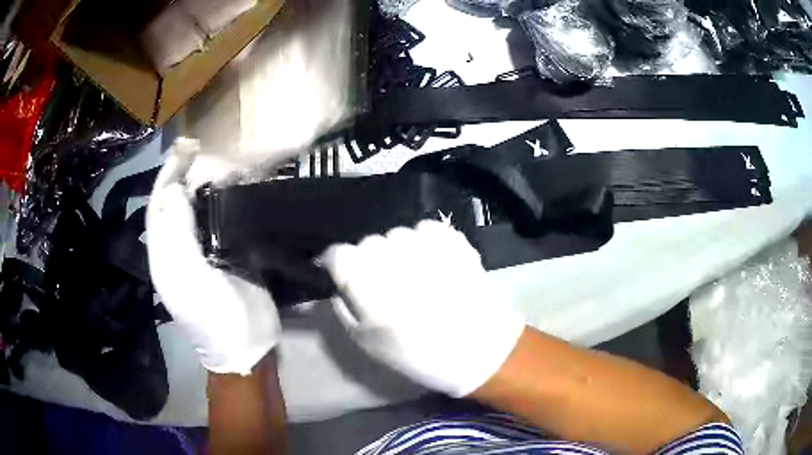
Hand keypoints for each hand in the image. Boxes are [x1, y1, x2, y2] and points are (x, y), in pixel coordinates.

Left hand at [146, 139, 280, 374]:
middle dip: (191, 174)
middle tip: (212, 154)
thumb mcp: (190, 279)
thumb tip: (174, 189)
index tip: (188, 146)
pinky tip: (242, 189)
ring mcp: (204, 251)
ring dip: (212, 184)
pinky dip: (231, 201)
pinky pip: (223, 219)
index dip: (170, 173)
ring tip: (229, 166)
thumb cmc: (215, 318)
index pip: (160, 204)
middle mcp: (180, 247)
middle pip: (179, 201)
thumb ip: (177, 234)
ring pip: (201, 208)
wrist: (248, 349)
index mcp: (165, 252)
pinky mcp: (227, 254)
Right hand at [321, 220, 525, 396]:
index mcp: (364, 278)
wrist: (475, 348)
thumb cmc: (416, 352)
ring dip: (399, 253)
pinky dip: (424, 244)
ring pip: (396, 236)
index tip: (344, 277)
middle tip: (386, 286)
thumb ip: (344, 308)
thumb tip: (340, 287)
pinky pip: (425, 231)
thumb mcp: (366, 341)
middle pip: (367, 244)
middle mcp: (389, 252)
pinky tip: (433, 265)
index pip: (337, 253)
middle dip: (370, 261)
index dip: (337, 264)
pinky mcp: (450, 237)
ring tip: (414, 277)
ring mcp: (422, 241)